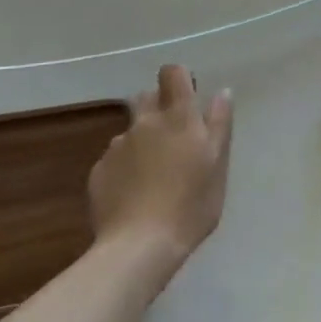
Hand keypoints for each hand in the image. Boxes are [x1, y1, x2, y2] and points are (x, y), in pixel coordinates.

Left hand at [88, 65, 233, 275]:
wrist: (138, 248)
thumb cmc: (190, 205)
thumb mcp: (218, 166)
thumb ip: (219, 124)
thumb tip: (222, 92)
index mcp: (178, 117)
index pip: (172, 73)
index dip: (179, 79)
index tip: (188, 98)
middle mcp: (144, 122)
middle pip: (147, 97)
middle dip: (158, 109)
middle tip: (173, 141)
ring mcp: (117, 146)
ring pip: (131, 131)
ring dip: (142, 141)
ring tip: (152, 176)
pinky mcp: (98, 171)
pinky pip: (115, 159)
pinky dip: (124, 168)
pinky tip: (133, 195)